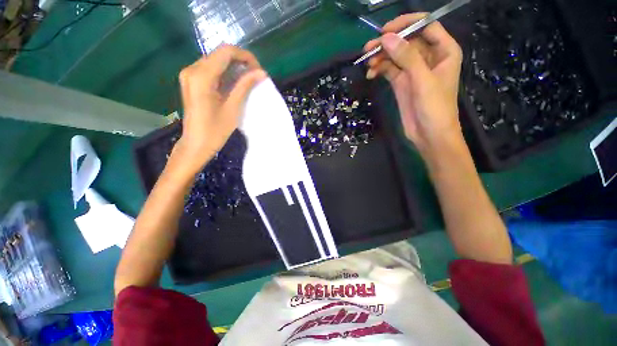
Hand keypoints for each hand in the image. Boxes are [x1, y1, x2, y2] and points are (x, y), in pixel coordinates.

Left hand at [174, 45, 266, 173]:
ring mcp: (189, 74)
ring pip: (216, 60)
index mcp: (202, 76)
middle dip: (240, 61)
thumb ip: (245, 86)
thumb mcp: (233, 108)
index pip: (226, 52)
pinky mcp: (191, 81)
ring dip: (233, 67)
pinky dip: (225, 73)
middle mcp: (192, 69)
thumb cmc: (215, 130)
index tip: (258, 69)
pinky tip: (235, 83)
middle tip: (255, 75)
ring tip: (248, 80)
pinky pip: (210, 69)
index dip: (245, 56)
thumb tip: (261, 72)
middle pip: (220, 54)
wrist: (196, 144)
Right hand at [364, 14, 462, 157]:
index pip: (425, 26)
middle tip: (369, 49)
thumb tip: (386, 38)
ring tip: (367, 63)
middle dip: (388, 43)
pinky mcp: (402, 83)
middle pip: (407, 41)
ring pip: (396, 55)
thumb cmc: (435, 108)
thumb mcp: (423, 80)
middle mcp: (429, 57)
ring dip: (381, 57)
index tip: (385, 31)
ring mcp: (413, 71)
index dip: (406, 25)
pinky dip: (380, 70)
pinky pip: (390, 70)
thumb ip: (407, 57)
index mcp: (444, 50)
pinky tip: (371, 74)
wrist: (429, 135)